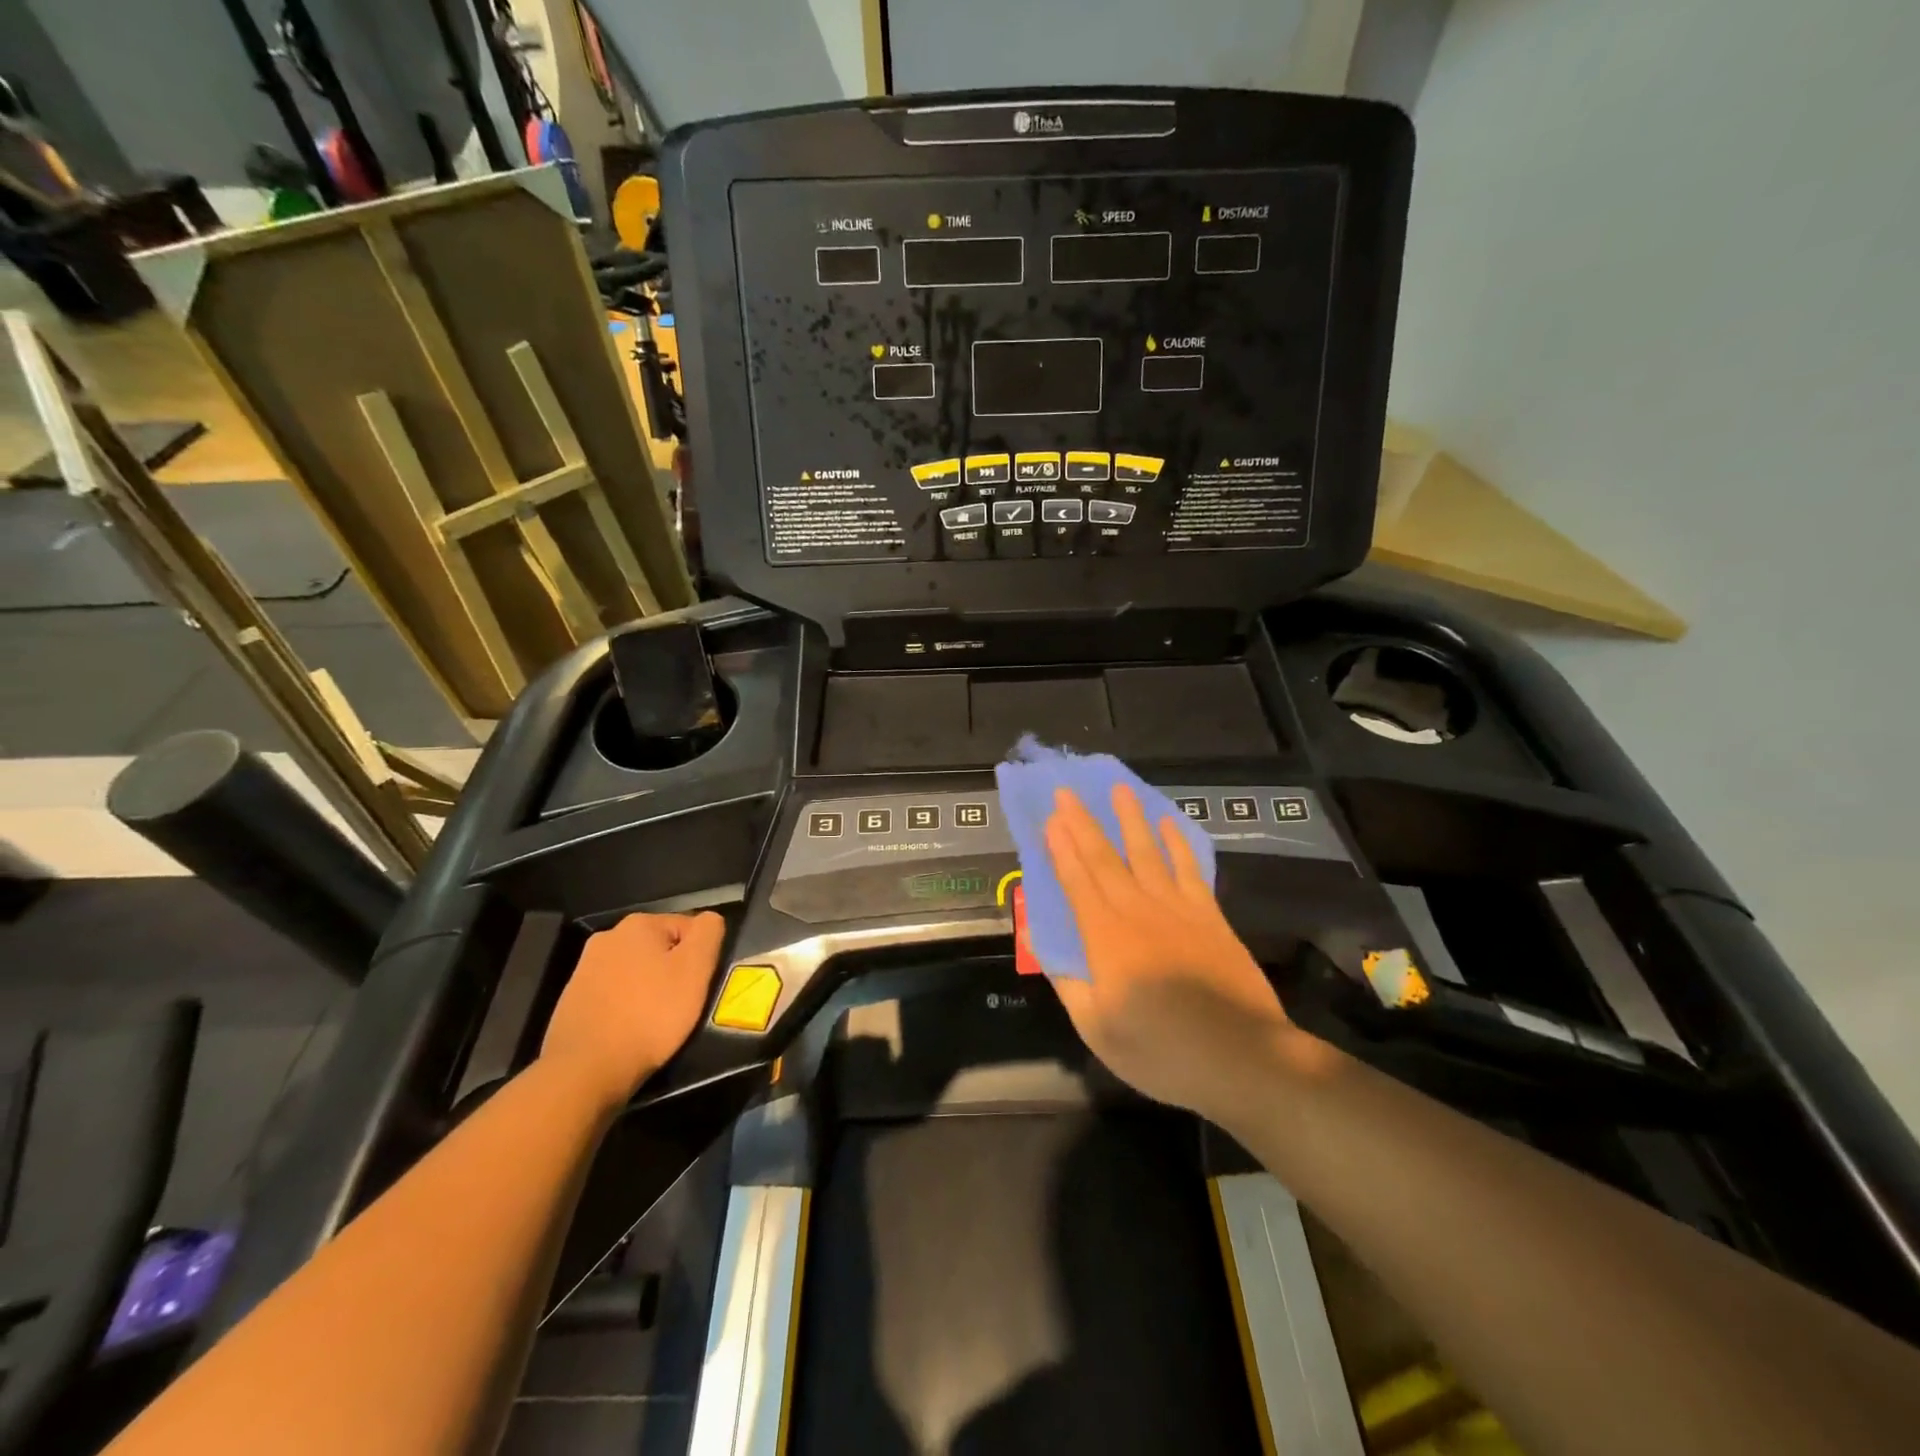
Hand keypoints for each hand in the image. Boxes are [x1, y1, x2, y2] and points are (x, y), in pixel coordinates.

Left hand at [541, 912, 726, 1105]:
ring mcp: (585, 968)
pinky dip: (625, 1005)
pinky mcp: (572, 998)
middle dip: (672, 970)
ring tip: (654, 1021)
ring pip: (636, 971)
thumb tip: (709, 920)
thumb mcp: (695, 970)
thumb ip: (708, 933)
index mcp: (639, 924)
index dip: (700, 957)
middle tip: (679, 1004)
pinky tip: (628, 1029)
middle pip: (659, 948)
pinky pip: (613, 993)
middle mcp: (608, 936)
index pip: (688, 928)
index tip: (697, 986)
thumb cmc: (650, 1015)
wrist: (585, 1070)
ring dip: (649, 987)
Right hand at [1044, 784, 1296, 1117]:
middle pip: (1105, 858)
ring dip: (1130, 819)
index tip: (1049, 819)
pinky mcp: (1209, 916)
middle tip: (1067, 791)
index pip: (1077, 882)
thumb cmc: (1161, 1050)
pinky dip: (1177, 843)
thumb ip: (1069, 982)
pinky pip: (1188, 869)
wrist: (1241, 1056)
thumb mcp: (1097, 1029)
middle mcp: (1137, 911)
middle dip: (1083, 823)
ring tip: (1119, 790)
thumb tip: (1043, 945)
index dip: (1060, 849)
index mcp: (1105, 937)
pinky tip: (1169, 824)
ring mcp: (1177, 909)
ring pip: (1147, 853)